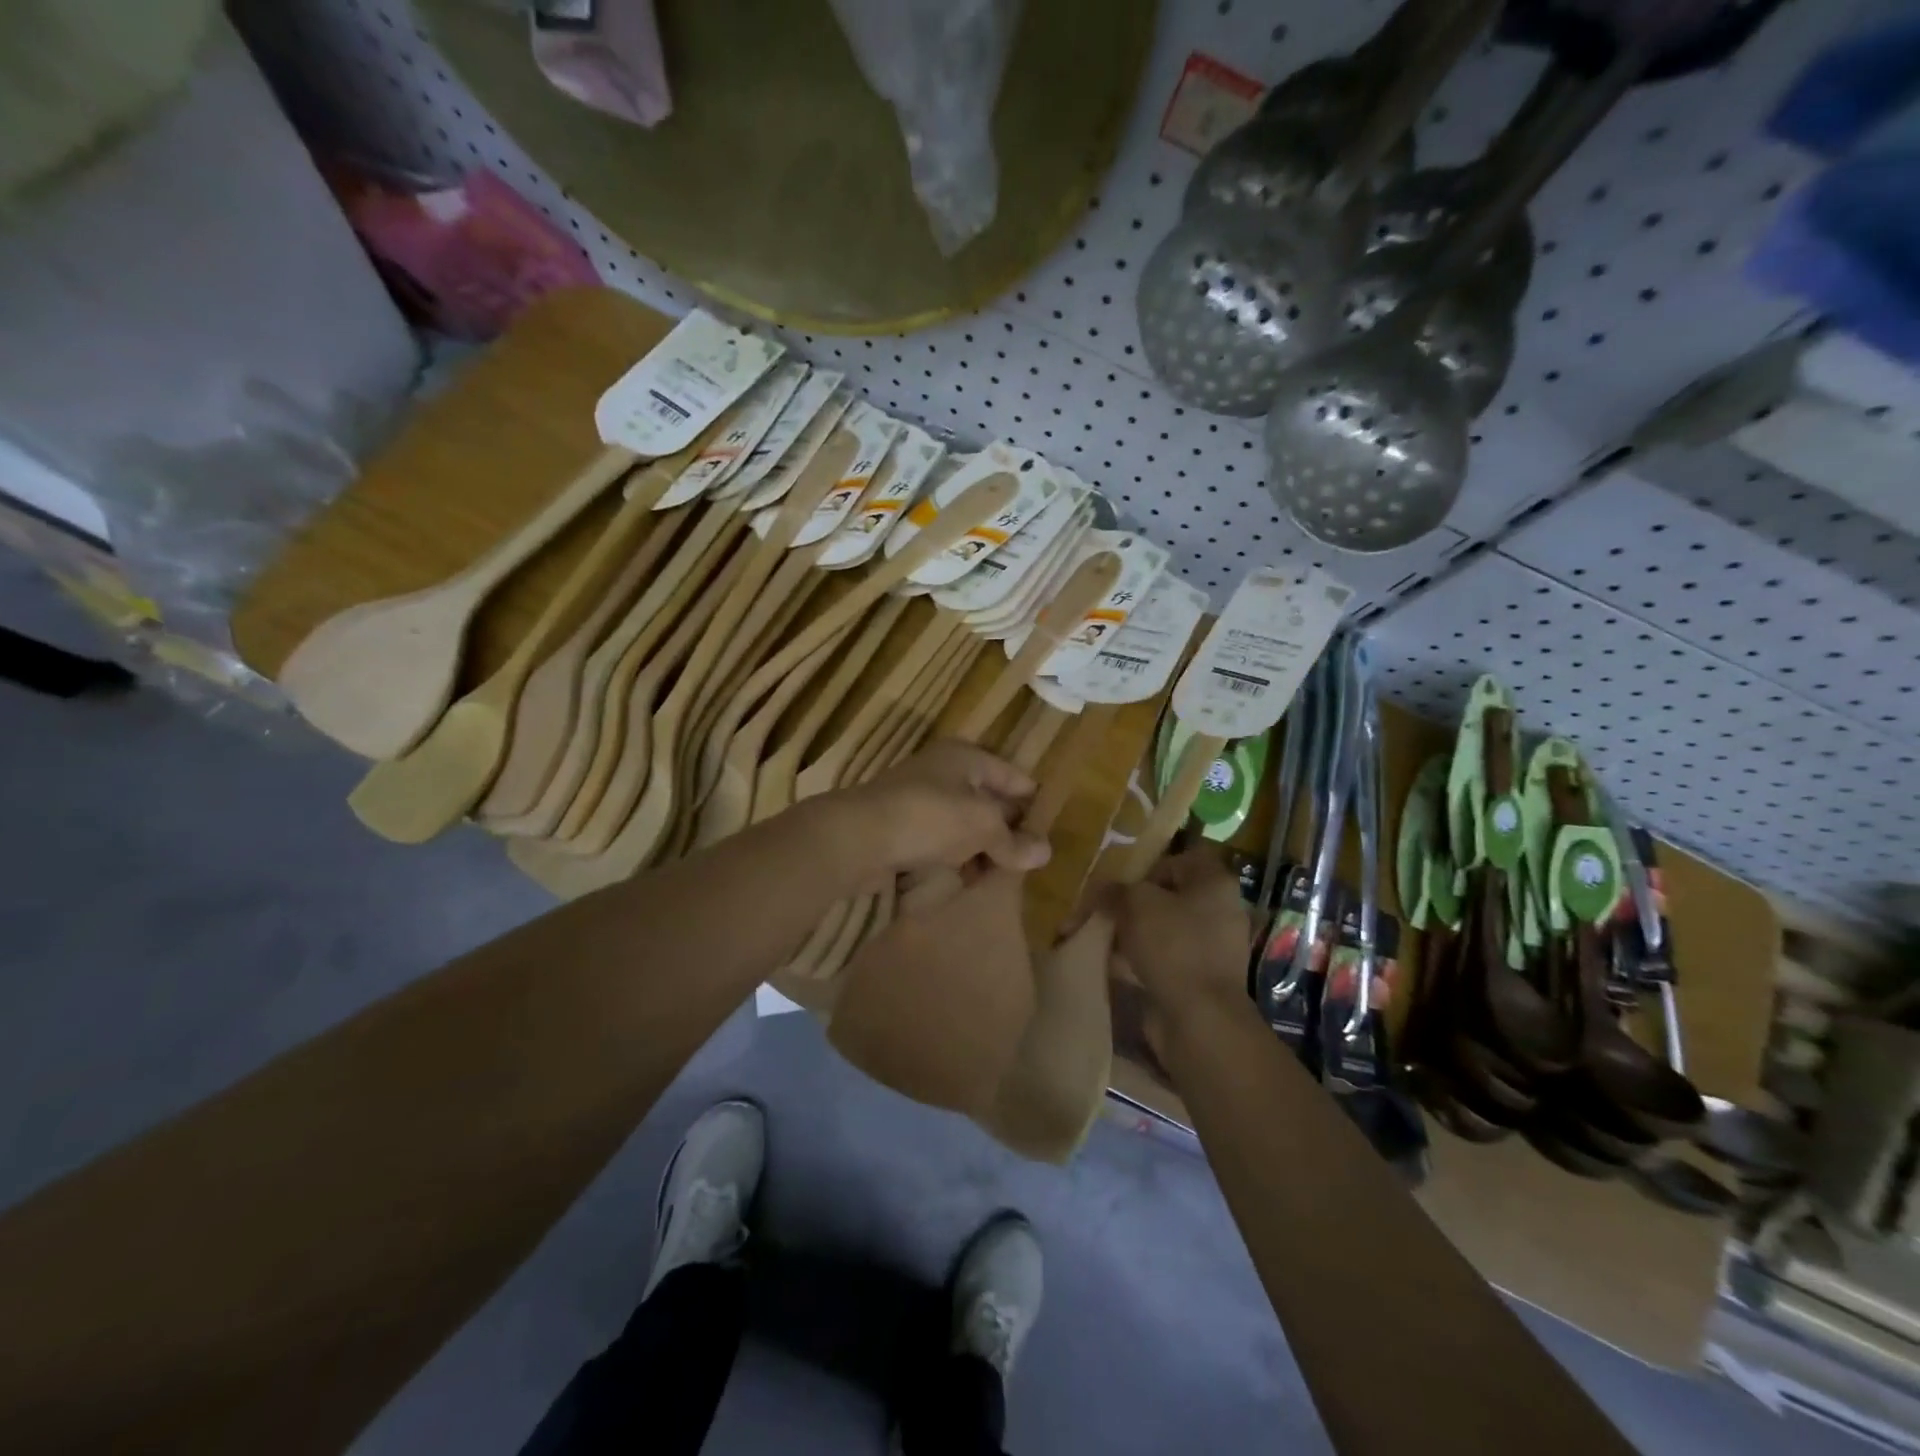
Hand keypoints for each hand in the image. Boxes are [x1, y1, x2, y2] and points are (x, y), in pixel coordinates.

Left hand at [830, 741, 1051, 881]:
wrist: (859, 837)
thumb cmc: (930, 817)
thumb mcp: (982, 825)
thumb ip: (1013, 840)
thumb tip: (1045, 852)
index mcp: (966, 757)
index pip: (1013, 776)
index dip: (1033, 802)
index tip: (1050, 831)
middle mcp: (944, 772)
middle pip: (987, 801)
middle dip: (1006, 831)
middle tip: (1026, 860)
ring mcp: (920, 800)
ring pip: (963, 825)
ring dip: (980, 849)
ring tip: (997, 876)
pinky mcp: (903, 828)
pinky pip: (940, 842)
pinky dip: (954, 858)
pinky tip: (964, 880)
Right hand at [1106, 845, 1257, 1037]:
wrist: (1198, 1018)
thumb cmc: (1172, 945)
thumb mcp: (1135, 903)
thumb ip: (1117, 890)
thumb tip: (1103, 889)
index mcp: (1214, 882)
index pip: (1180, 859)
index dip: (1148, 866)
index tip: (1121, 882)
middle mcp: (1219, 910)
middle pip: (1168, 895)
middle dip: (1134, 903)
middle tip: (1105, 909)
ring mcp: (1212, 947)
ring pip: (1163, 928)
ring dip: (1134, 932)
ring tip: (1104, 938)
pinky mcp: (1200, 977)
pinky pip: (1165, 958)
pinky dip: (1141, 959)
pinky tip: (1115, 965)